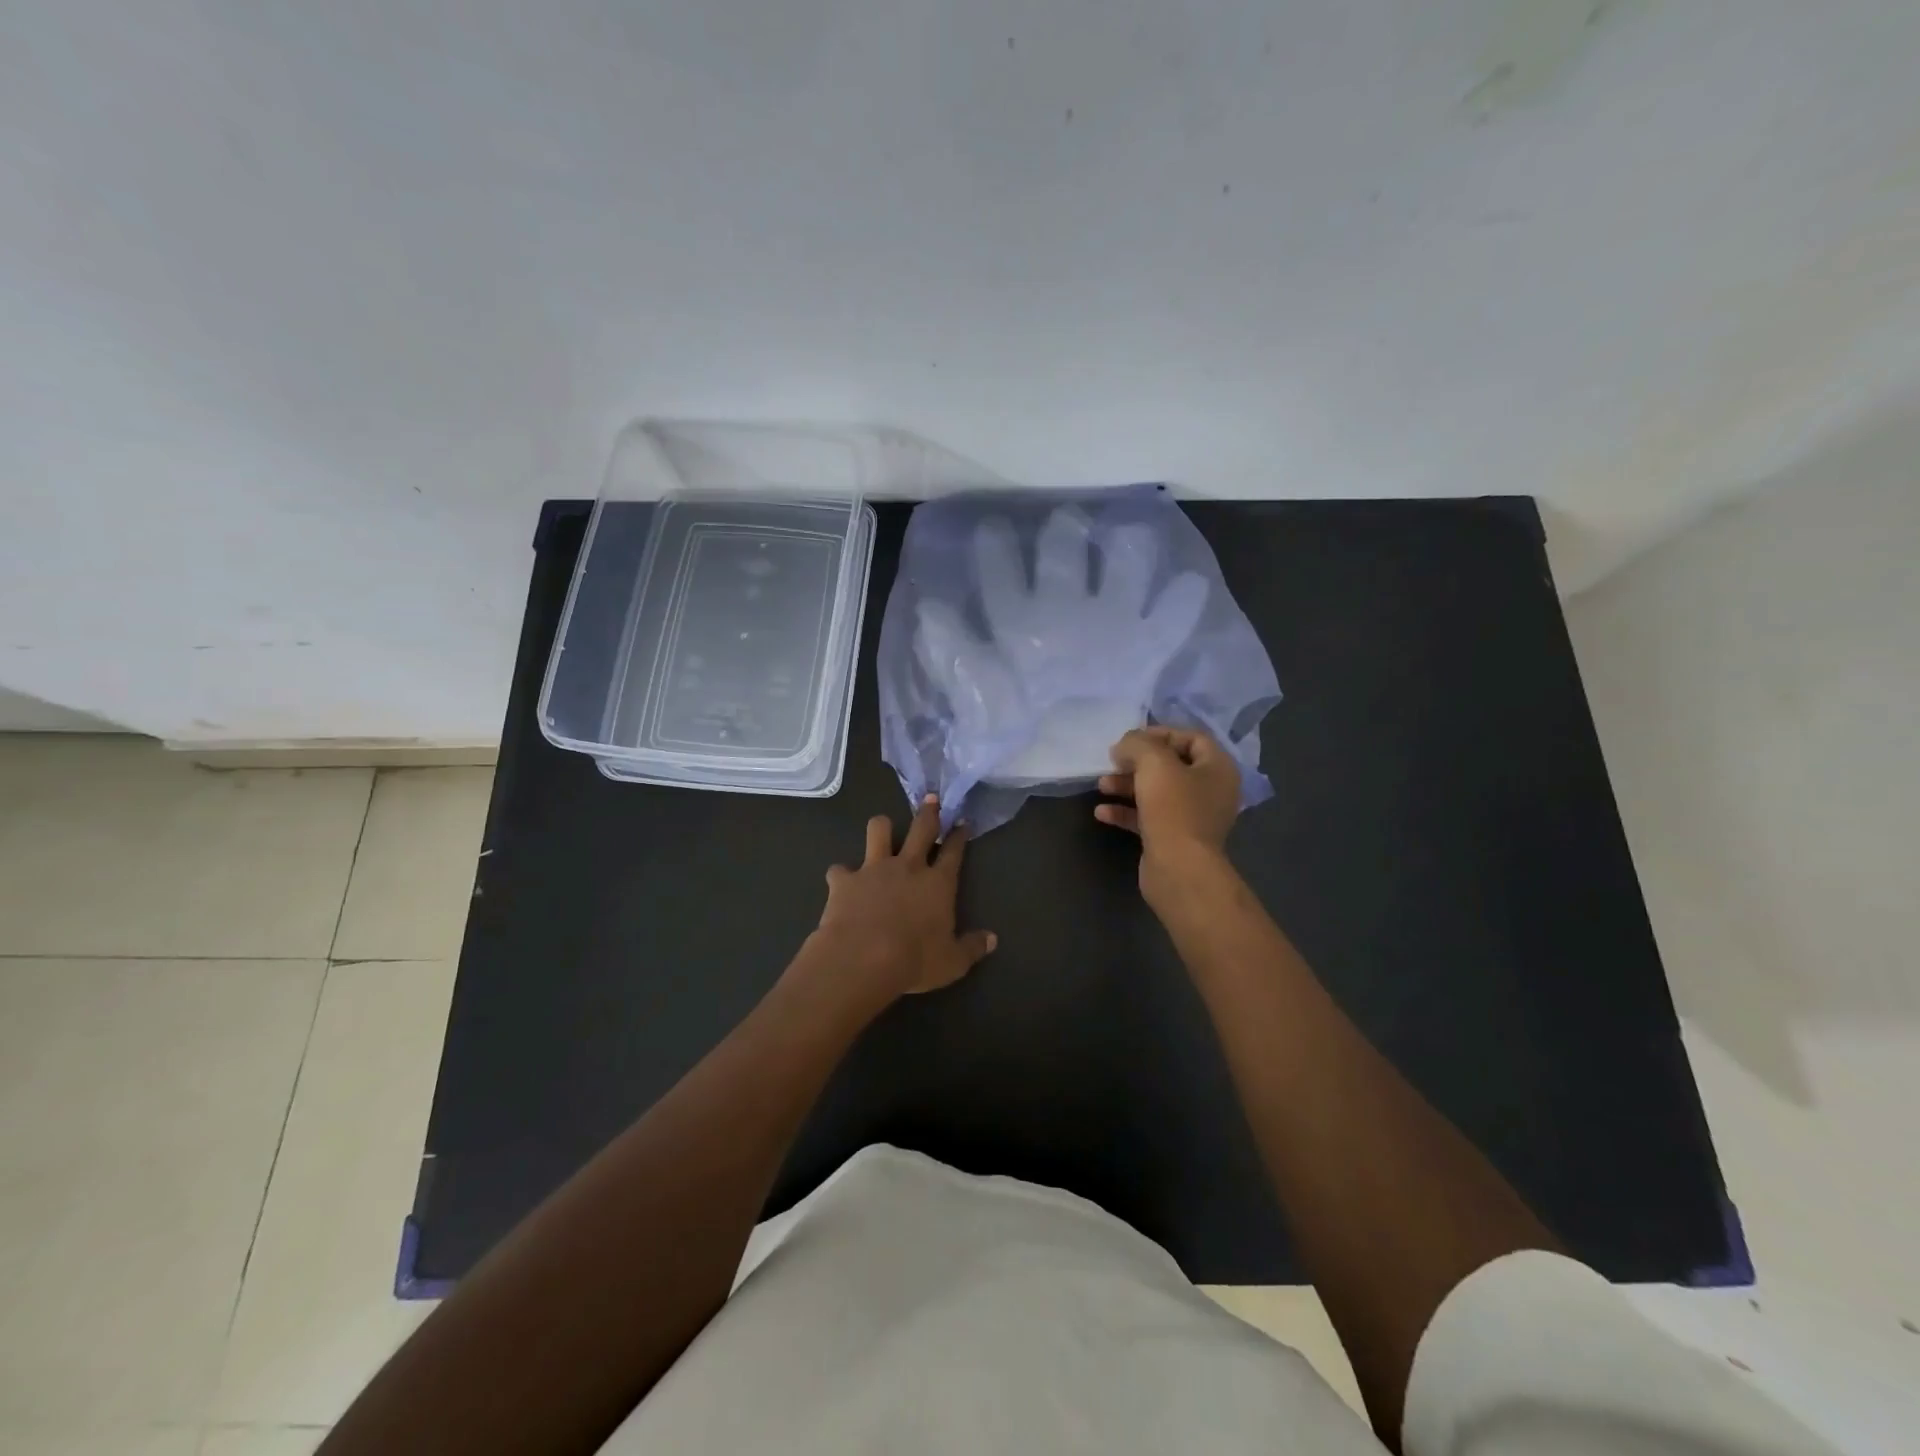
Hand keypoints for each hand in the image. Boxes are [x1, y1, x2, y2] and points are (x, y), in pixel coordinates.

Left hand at [810, 796, 996, 1001]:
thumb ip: (972, 947)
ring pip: (879, 830)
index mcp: (938, 883)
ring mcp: (873, 869)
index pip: (953, 851)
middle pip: (921, 828)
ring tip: (883, 829)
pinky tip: (842, 881)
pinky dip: (842, 875)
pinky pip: (840, 869)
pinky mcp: (844, 880)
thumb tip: (992, 939)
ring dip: (882, 828)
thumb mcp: (952, 962)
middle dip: (928, 811)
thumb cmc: (914, 961)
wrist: (862, 959)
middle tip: (931, 799)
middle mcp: (908, 866)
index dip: (959, 835)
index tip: (962, 822)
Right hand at [1096, 725, 1240, 892]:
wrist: (1179, 869)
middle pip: (1171, 765)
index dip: (1160, 733)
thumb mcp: (1154, 763)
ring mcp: (1192, 817)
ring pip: (1156, 792)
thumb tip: (1124, 745)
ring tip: (1101, 785)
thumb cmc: (1174, 808)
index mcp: (1217, 768)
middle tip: (1113, 762)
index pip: (1191, 738)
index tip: (1130, 739)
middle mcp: (1210, 791)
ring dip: (1127, 785)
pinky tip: (1102, 812)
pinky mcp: (1173, 838)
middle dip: (1137, 762)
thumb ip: (1137, 744)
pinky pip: (1148, 817)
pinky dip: (1126, 812)